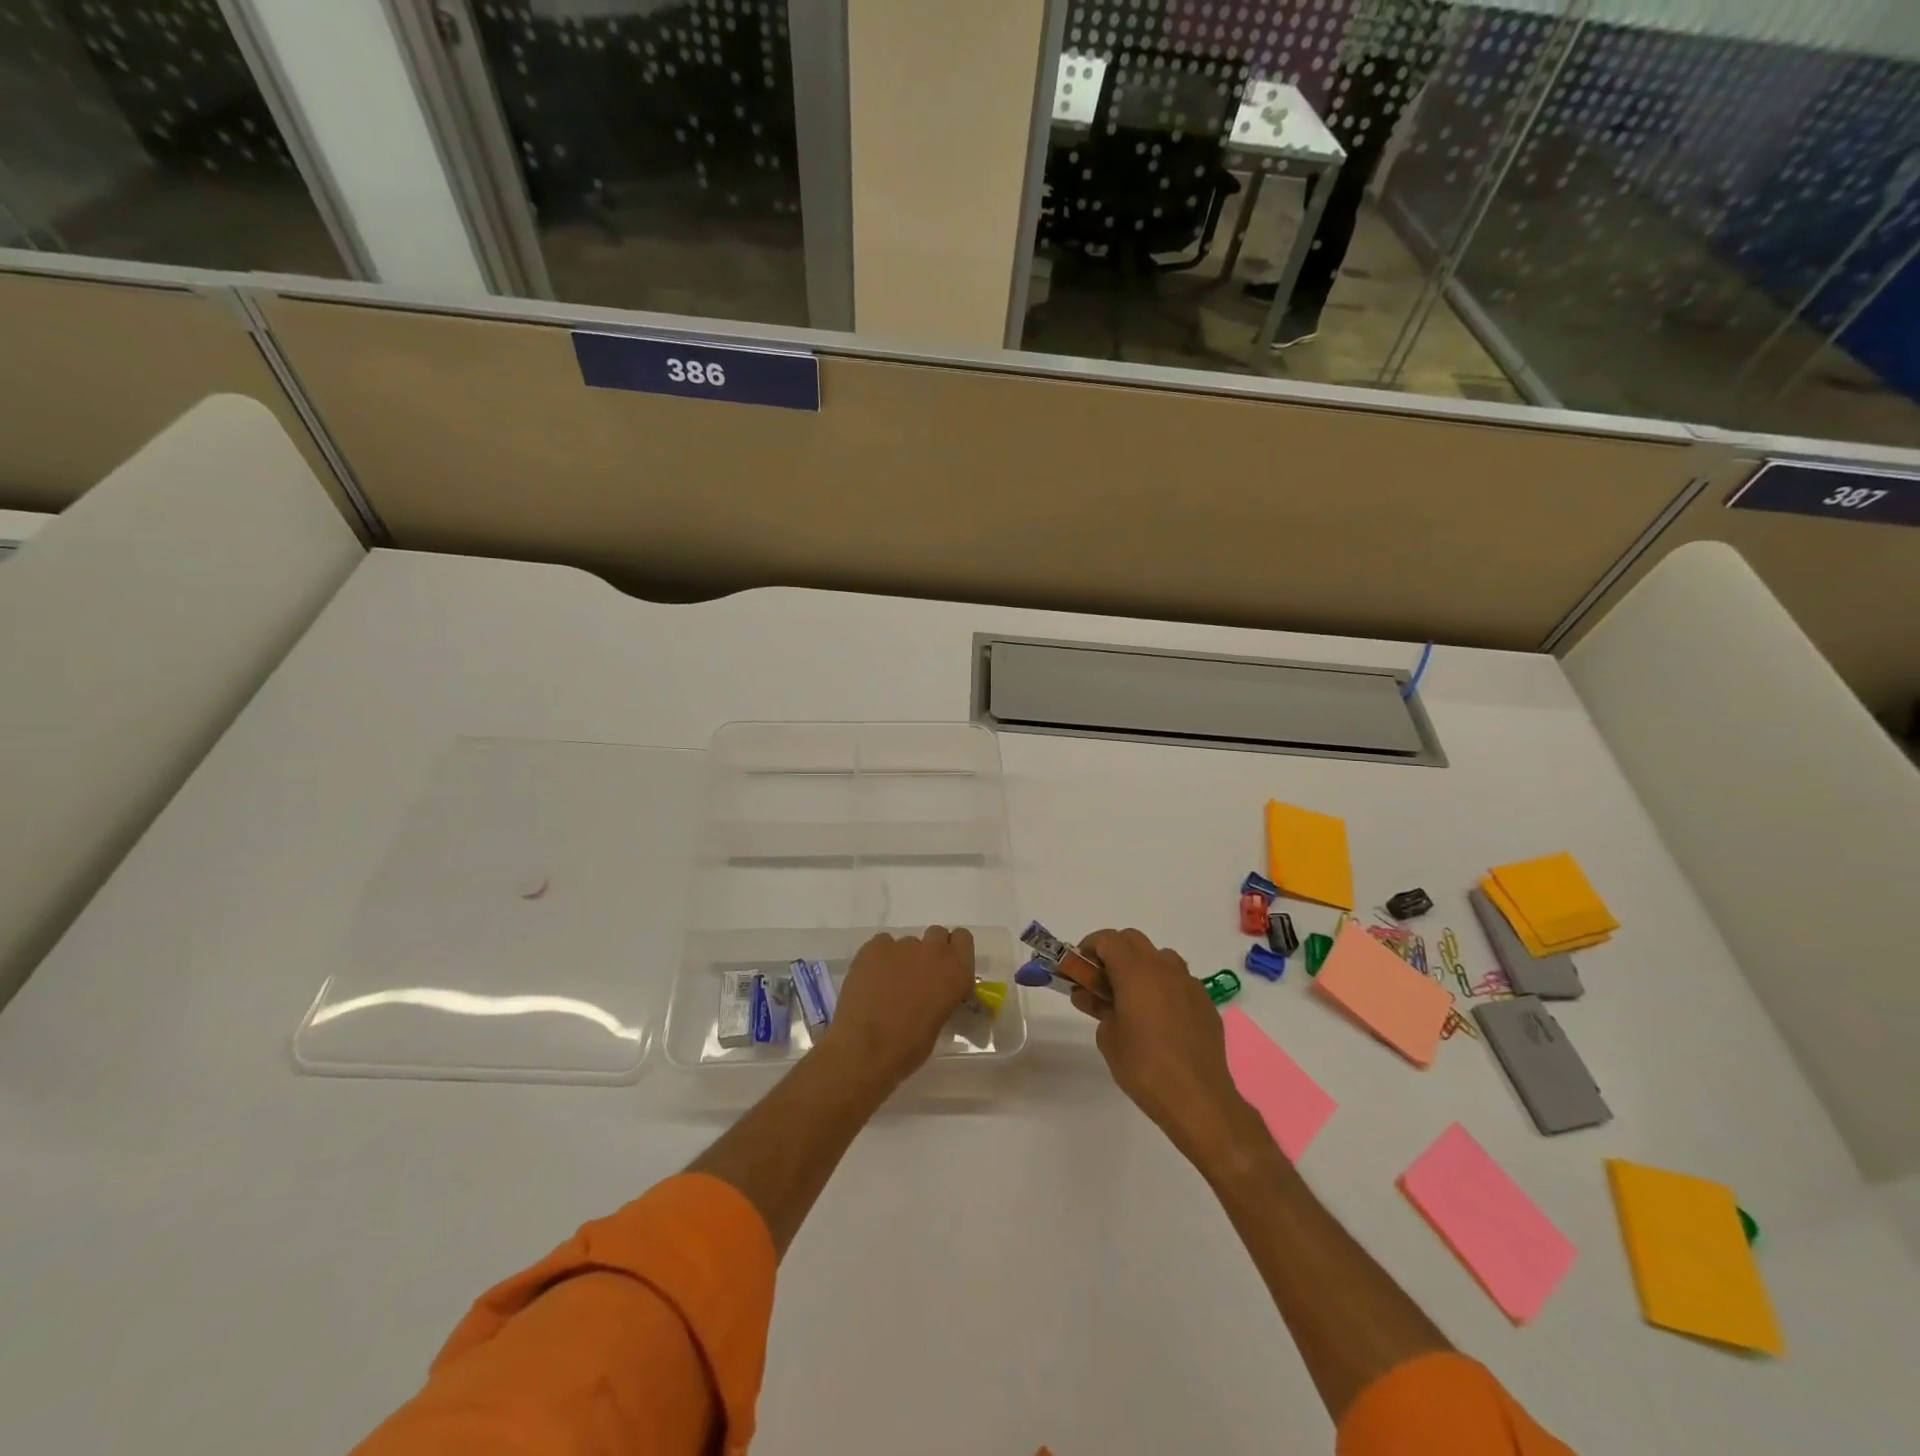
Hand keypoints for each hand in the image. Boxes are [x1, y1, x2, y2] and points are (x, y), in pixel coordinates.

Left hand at [818, 927, 977, 1089]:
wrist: (866, 1049)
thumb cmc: (909, 1046)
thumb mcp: (940, 1020)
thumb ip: (942, 994)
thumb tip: (934, 991)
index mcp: (957, 970)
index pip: (963, 938)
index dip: (953, 950)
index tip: (945, 966)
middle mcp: (933, 951)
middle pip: (936, 934)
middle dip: (929, 951)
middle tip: (917, 975)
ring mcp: (902, 945)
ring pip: (906, 943)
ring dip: (902, 958)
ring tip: (887, 985)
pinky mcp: (874, 947)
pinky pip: (881, 944)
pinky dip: (879, 959)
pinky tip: (870, 980)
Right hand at [1071, 929, 1263, 1166]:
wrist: (1198, 1099)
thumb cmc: (1144, 1066)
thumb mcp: (1108, 1037)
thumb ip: (1097, 1007)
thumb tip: (1089, 995)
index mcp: (1136, 971)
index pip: (1108, 939)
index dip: (1089, 947)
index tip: (1080, 968)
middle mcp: (1164, 968)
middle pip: (1133, 940)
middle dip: (1113, 952)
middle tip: (1101, 980)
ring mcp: (1189, 983)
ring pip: (1160, 957)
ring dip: (1141, 966)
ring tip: (1132, 998)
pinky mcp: (1205, 1002)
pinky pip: (1179, 981)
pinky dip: (1163, 987)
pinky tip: (1159, 1018)